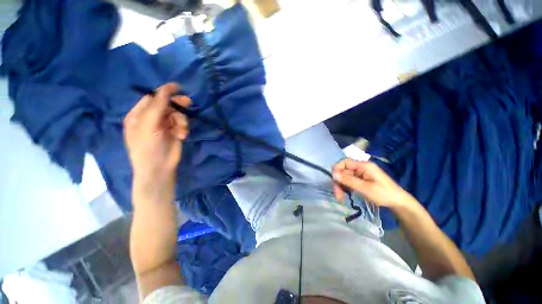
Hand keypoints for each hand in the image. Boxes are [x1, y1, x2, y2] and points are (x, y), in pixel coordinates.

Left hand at [123, 83, 190, 198]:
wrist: (159, 168)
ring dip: (181, 121)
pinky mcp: (174, 132)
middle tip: (188, 102)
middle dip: (177, 105)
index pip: (152, 98)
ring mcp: (163, 126)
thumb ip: (158, 105)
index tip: (178, 87)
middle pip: (166, 105)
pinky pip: (182, 124)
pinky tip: (182, 136)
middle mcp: (151, 118)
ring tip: (181, 131)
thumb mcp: (149, 124)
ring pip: (177, 115)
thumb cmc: (148, 147)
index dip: (164, 92)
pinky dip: (183, 128)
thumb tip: (167, 88)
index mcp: (138, 115)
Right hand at [332, 158, 414, 208]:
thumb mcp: (365, 188)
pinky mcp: (361, 179)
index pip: (344, 162)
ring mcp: (361, 174)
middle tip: (337, 195)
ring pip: (345, 177)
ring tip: (340, 198)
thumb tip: (333, 173)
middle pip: (343, 171)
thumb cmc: (383, 194)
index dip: (337, 169)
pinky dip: (346, 187)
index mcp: (363, 166)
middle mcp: (361, 168)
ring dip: (341, 186)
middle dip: (338, 182)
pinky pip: (349, 181)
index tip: (334, 180)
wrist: (398, 203)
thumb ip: (348, 180)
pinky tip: (345, 194)